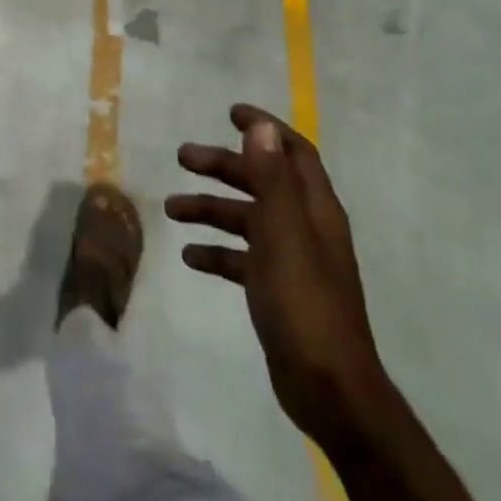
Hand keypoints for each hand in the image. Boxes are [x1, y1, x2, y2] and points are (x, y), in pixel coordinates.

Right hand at [167, 105, 390, 448]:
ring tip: (172, 209)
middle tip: (181, 157)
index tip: (229, 112)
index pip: (293, 152)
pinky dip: (217, 251)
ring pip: (247, 219)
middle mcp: (306, 228)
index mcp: (315, 210)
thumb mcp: (284, 235)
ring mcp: (292, 261)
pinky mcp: (277, 291)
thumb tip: (261, 127)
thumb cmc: (305, 305)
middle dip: (223, 166)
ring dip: (211, 208)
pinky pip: (241, 258)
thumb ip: (272, 180)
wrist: (328, 388)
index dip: (264, 129)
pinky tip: (190, 257)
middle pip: (262, 182)